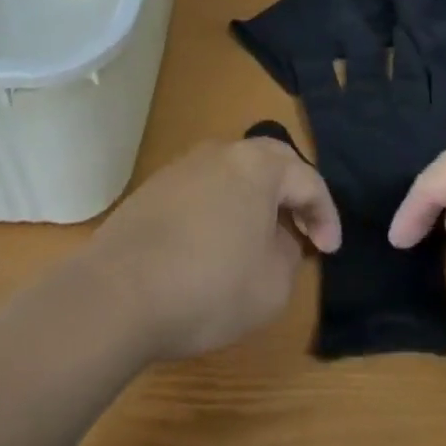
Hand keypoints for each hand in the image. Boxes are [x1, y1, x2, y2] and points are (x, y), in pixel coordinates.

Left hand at [83, 137, 340, 361]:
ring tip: (260, 238)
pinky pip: (204, 190)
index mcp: (258, 165)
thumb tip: (279, 240)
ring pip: (234, 174)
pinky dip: (221, 210)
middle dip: (292, 195)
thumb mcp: (272, 284)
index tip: (329, 250)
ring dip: (255, 201)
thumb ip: (289, 254)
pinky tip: (215, 244)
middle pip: (270, 163)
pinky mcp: (154, 188)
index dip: (326, 216)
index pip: (308, 180)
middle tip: (302, 229)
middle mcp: (222, 152)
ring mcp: (184, 166)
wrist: (117, 293)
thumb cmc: (208, 286)